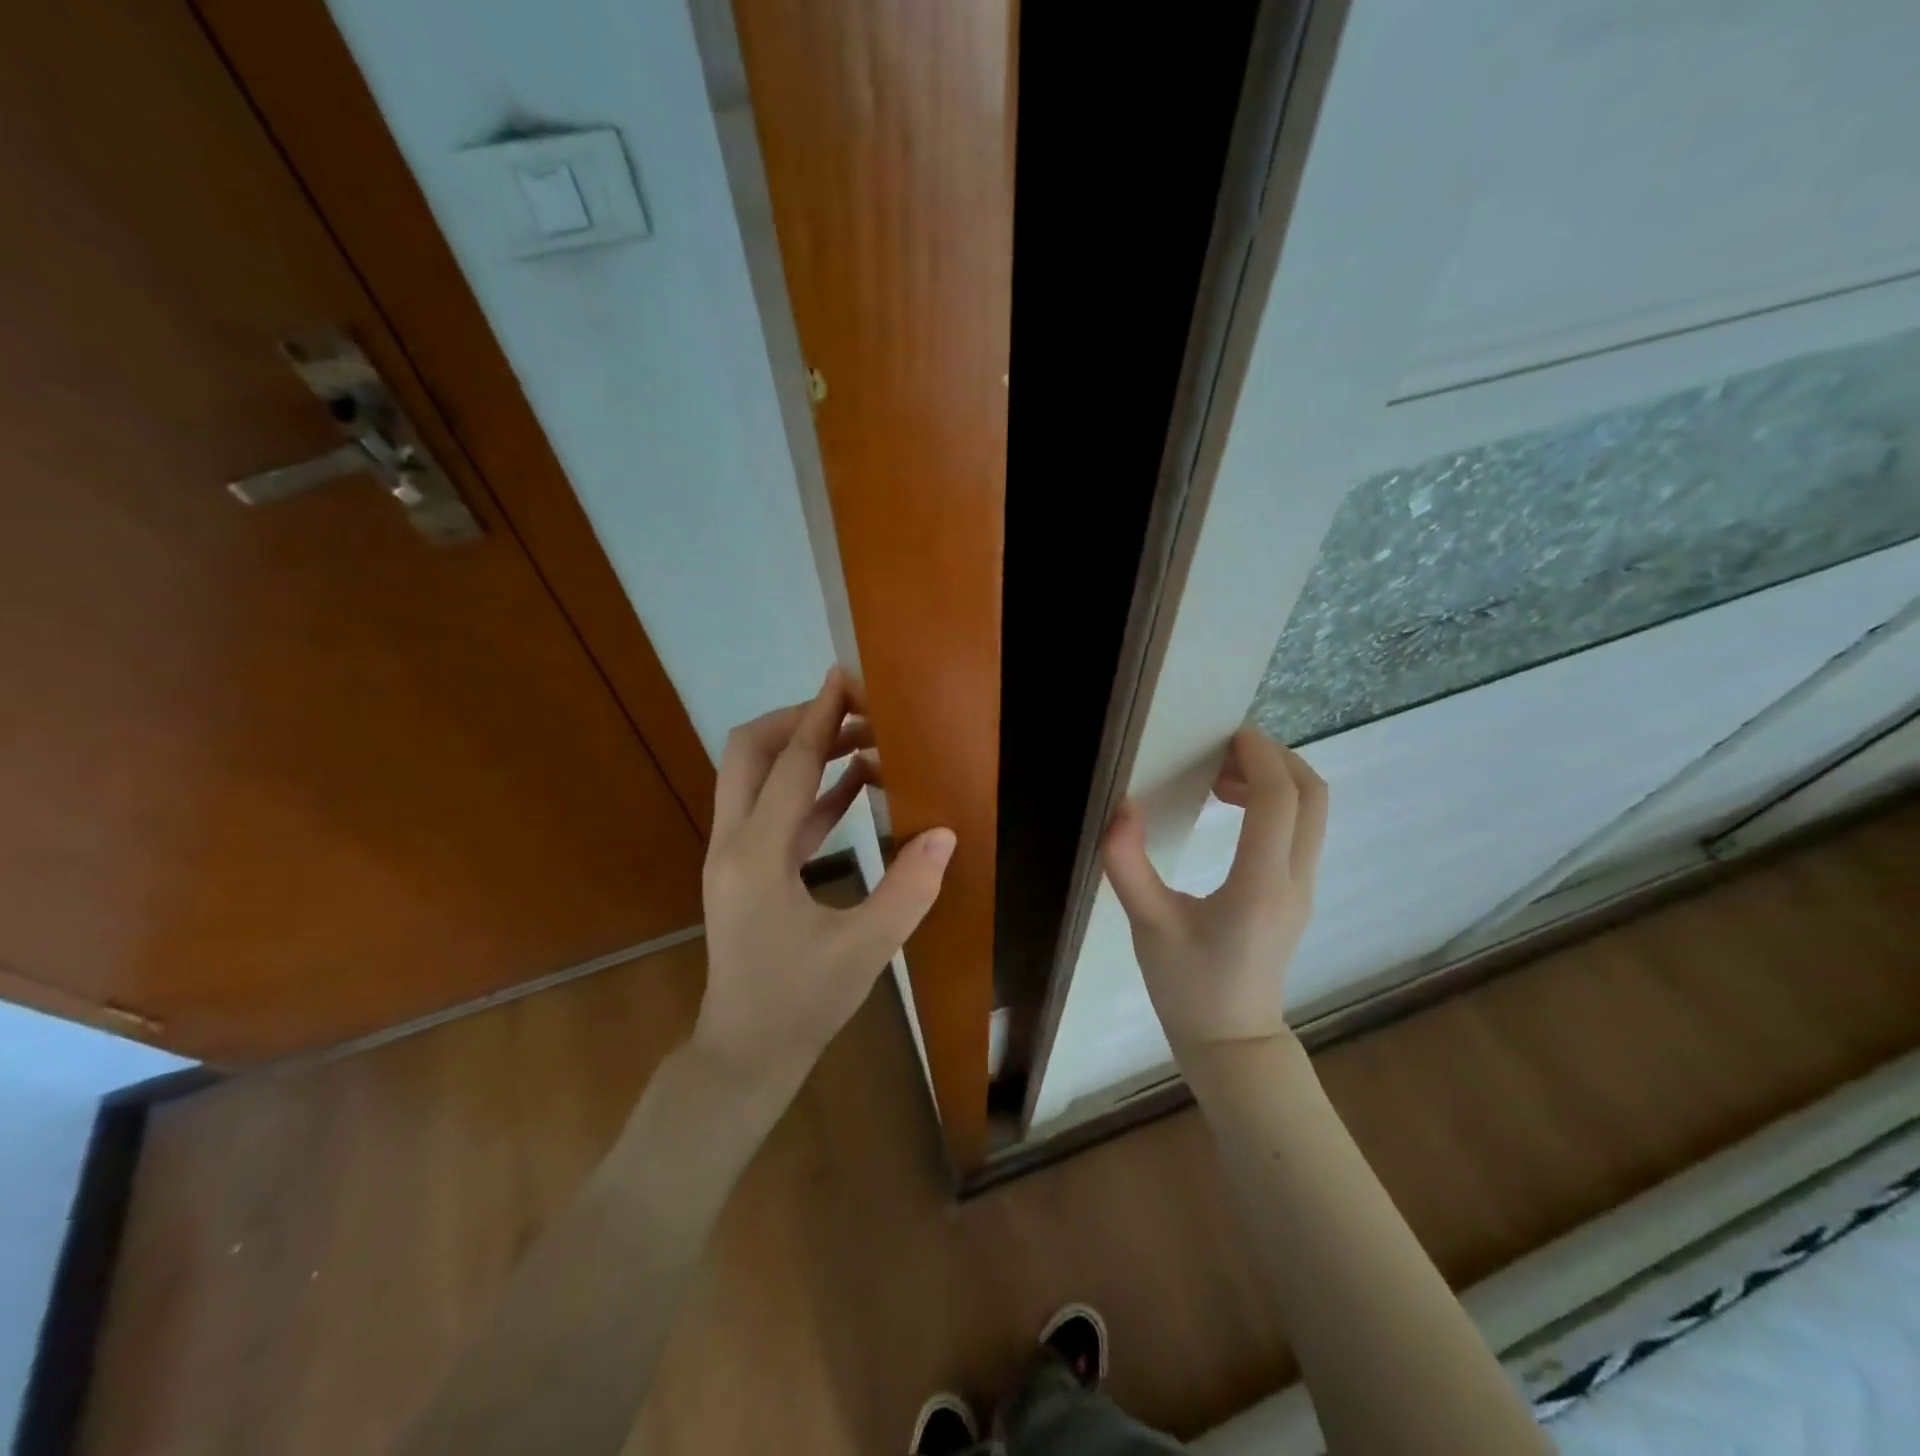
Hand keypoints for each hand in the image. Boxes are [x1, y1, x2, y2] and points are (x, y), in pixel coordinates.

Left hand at [695, 669, 955, 1094]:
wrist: (744, 1054)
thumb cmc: (800, 1005)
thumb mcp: (865, 950)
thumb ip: (908, 889)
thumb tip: (945, 834)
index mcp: (756, 856)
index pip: (788, 766)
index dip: (818, 717)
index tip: (844, 677)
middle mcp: (733, 844)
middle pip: (748, 752)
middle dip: (797, 721)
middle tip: (854, 711)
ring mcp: (733, 856)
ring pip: (756, 777)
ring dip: (803, 751)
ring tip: (862, 738)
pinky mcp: (746, 870)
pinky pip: (774, 811)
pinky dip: (810, 789)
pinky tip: (855, 782)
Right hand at [1102, 725, 1327, 1061]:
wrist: (1233, 1043)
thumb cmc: (1187, 987)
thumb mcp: (1147, 925)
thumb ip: (1127, 864)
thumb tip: (1120, 808)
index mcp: (1259, 885)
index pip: (1279, 799)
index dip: (1257, 755)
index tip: (1223, 733)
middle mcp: (1293, 879)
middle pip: (1312, 794)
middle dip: (1274, 757)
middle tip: (1222, 749)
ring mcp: (1303, 887)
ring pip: (1313, 810)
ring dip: (1275, 778)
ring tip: (1219, 776)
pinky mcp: (1298, 893)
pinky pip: (1301, 829)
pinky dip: (1276, 801)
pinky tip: (1231, 807)